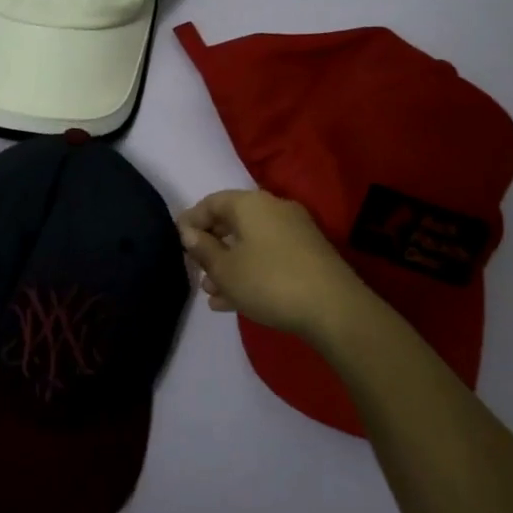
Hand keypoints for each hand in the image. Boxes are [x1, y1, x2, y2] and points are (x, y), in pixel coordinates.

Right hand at [176, 189, 398, 352]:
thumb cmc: (269, 281)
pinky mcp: (308, 256)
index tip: (177, 242)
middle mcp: (274, 210)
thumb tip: (189, 233)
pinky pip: (268, 257)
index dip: (191, 221)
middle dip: (210, 246)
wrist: (335, 310)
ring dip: (228, 264)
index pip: (211, 202)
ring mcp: (295, 233)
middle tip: (195, 268)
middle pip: (232, 222)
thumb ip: (203, 248)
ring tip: (211, 291)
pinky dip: (250, 272)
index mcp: (250, 204)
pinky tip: (233, 301)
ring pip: (250, 243)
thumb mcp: (225, 269)